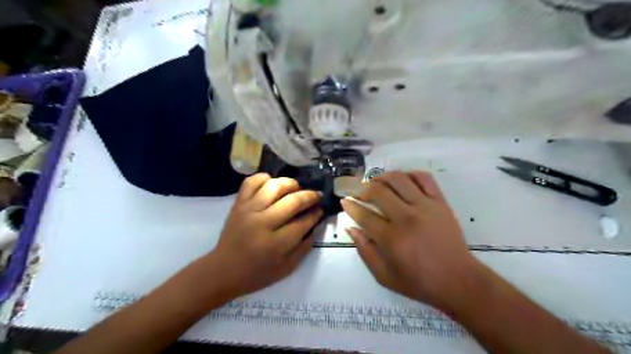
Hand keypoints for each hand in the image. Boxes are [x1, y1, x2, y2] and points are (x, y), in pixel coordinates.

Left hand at [209, 175, 322, 298]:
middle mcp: (263, 223)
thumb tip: (315, 224)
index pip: (303, 222)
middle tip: (316, 196)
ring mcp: (248, 210)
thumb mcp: (286, 268)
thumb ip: (304, 247)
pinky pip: (251, 182)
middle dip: (310, 196)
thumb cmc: (256, 274)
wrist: (222, 271)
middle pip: (292, 201)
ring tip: (296, 188)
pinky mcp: (238, 204)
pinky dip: (264, 178)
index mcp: (276, 244)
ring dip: (290, 184)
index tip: (321, 209)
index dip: (316, 214)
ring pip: (274, 186)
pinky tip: (272, 184)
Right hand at [343, 170, 480, 308]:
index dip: (350, 205)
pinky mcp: (440, 202)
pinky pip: (424, 178)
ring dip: (382, 177)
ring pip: (398, 179)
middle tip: (357, 191)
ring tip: (375, 182)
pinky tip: (401, 180)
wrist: (458, 280)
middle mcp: (406, 218)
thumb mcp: (384, 276)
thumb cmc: (419, 282)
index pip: (363, 215)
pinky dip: (409, 174)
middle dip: (361, 188)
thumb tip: (351, 228)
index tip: (344, 200)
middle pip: (378, 191)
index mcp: (391, 239)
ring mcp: (425, 207)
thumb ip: (365, 251)